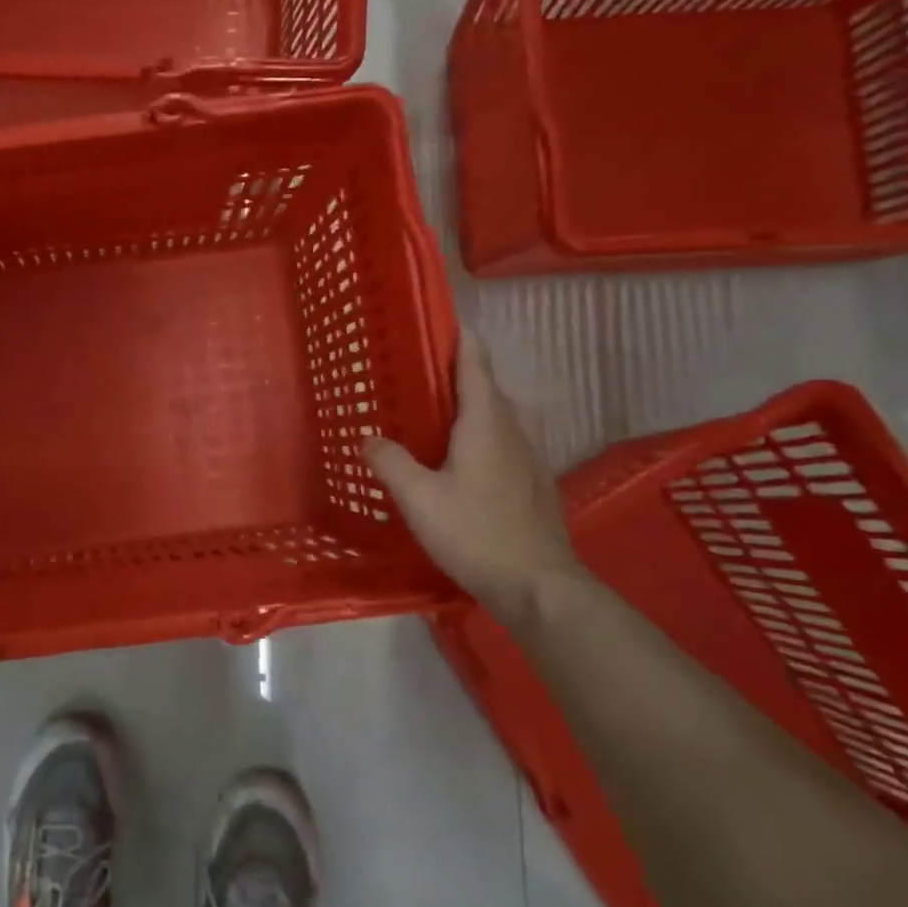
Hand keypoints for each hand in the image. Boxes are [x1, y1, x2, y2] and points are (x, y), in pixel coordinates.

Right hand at [365, 332, 583, 623]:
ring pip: (501, 416)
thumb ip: (391, 463)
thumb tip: (368, 438)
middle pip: (489, 388)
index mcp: (486, 424)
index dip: (460, 339)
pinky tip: (463, 460)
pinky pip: (506, 442)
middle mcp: (513, 431)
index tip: (443, 320)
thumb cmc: (476, 533)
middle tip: (422, 374)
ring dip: (474, 405)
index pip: (475, 365)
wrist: (539, 586)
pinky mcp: (535, 484)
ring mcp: (530, 458)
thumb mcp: (419, 499)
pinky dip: (484, 434)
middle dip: (461, 373)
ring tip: (439, 415)